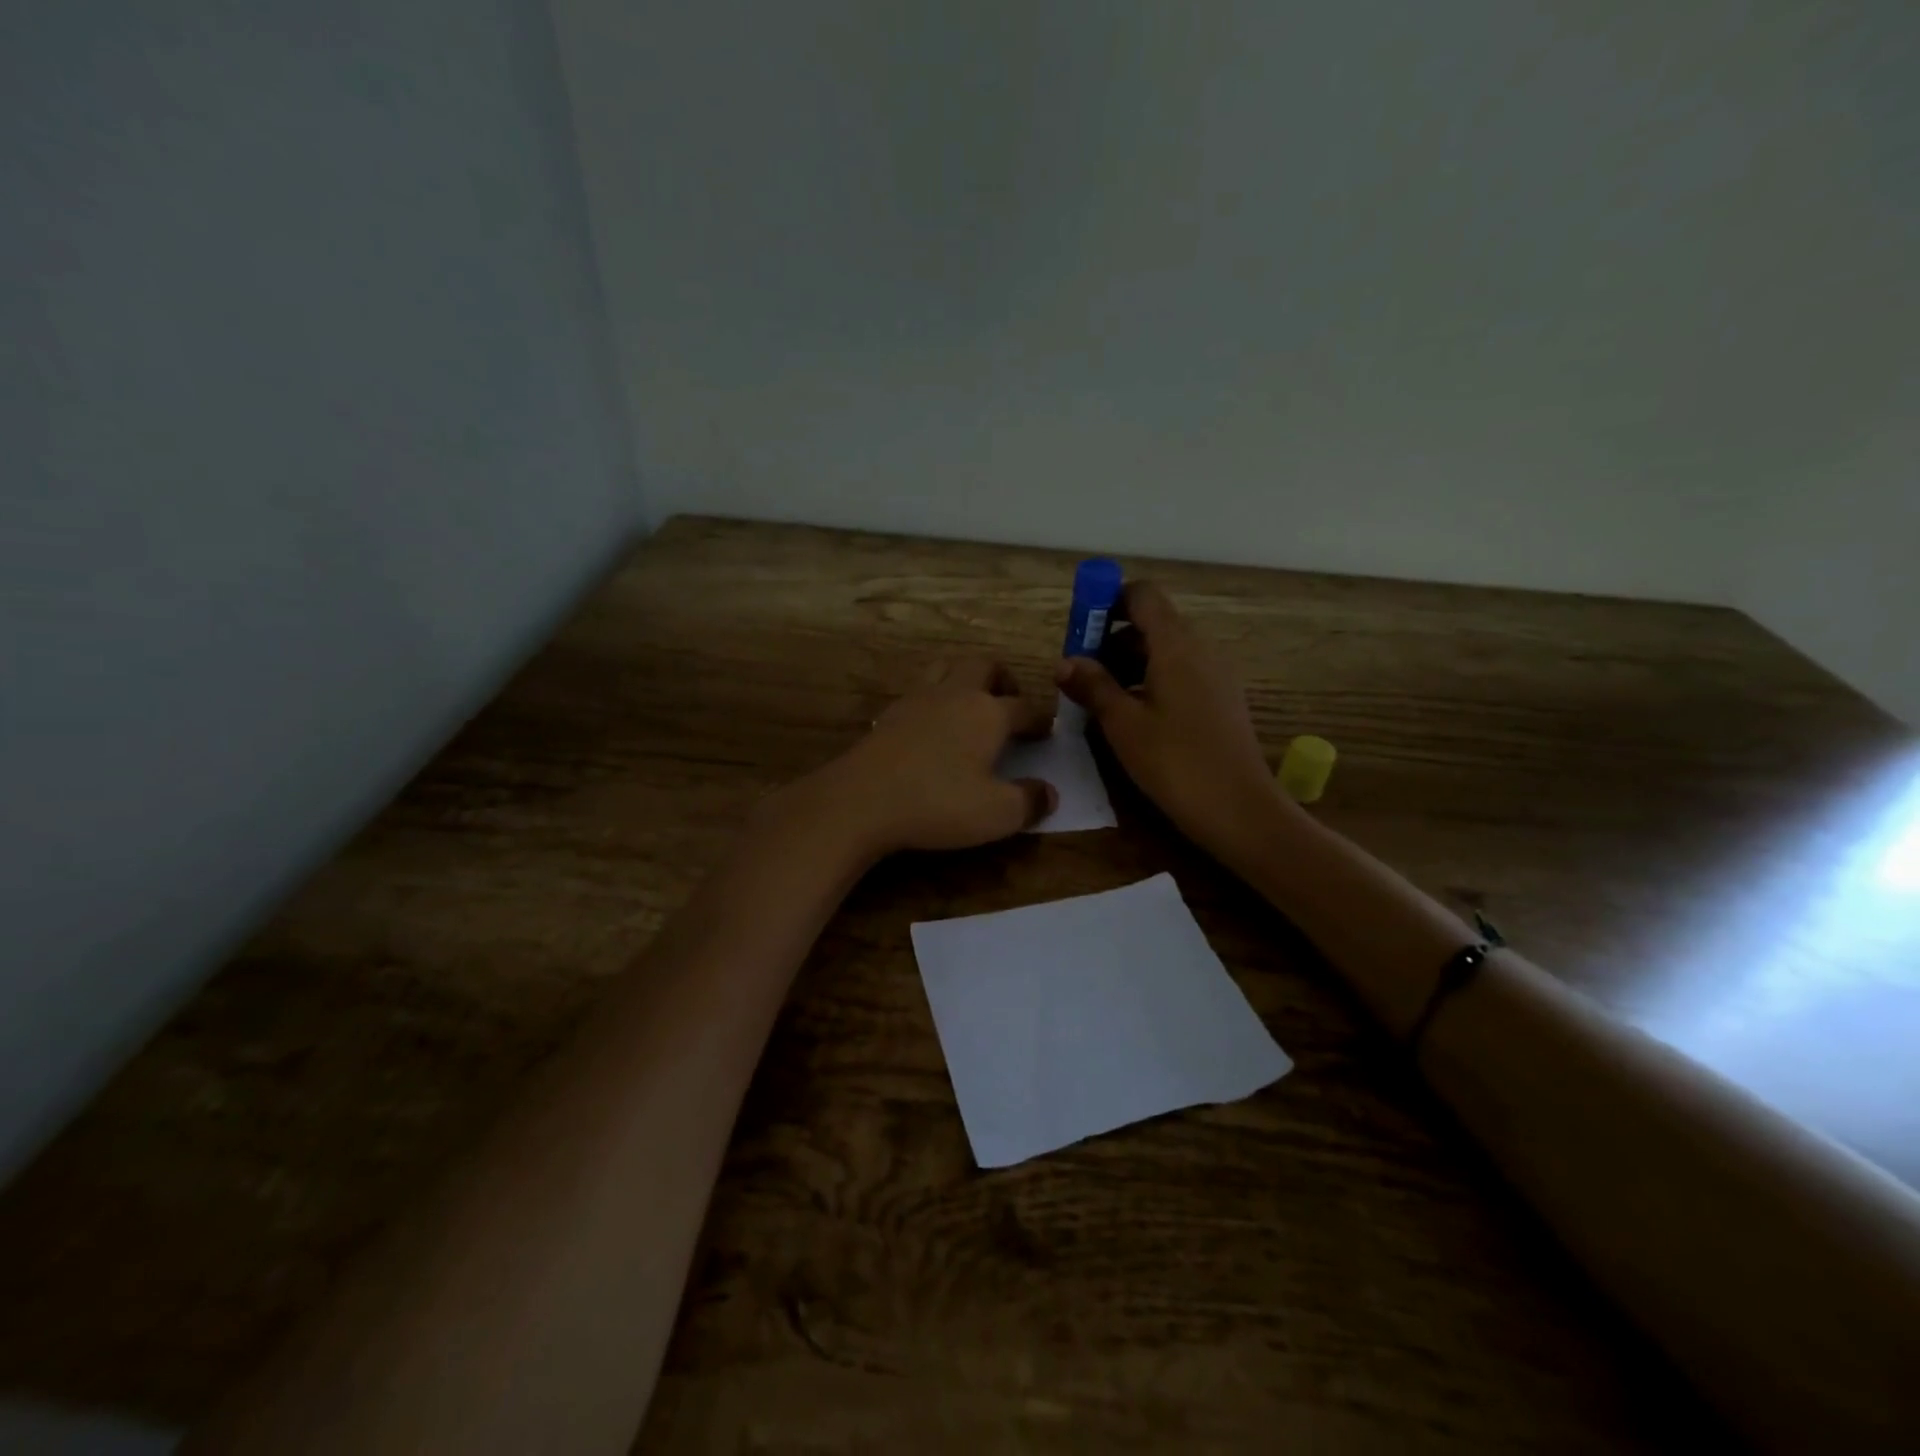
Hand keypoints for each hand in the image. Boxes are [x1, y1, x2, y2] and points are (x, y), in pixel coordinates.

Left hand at [807, 659, 1058, 856]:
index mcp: (988, 713)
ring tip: (970, 704)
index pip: (1025, 708)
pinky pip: (919, 691)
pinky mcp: (889, 713)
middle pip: (985, 666)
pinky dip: (933, 699)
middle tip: (1009, 703)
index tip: (1046, 731)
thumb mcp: (997, 814)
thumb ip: (1029, 801)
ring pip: (947, 668)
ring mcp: (918, 699)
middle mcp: (956, 694)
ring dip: (964, 678)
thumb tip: (1050, 793)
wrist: (862, 799)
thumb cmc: (939, 803)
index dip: (1040, 719)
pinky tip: (931, 725)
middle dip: (1003, 680)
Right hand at [1057, 582, 1288, 864]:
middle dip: (1112, 639)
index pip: (1142, 595)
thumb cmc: (1175, 762)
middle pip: (1152, 623)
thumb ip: (1093, 686)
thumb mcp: (1123, 724)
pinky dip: (1151, 680)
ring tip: (1100, 700)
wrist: (1239, 809)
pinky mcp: (1220, 699)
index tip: (1081, 631)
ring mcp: (1215, 674)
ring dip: (1129, 663)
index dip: (1108, 602)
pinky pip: (1180, 673)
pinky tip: (1132, 717)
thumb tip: (1064, 662)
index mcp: (1176, 645)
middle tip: (1081, 674)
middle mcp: (1200, 649)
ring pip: (1165, 650)